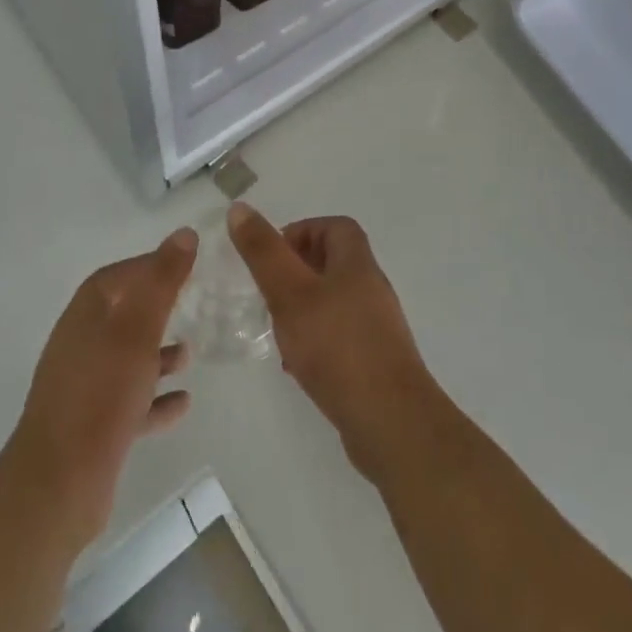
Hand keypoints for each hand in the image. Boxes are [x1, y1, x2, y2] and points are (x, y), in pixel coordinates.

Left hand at [0, 227, 197, 547]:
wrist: (58, 485)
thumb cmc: (101, 394)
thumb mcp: (138, 330)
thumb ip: (162, 281)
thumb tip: (183, 234)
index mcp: (86, 315)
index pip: (118, 276)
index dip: (150, 266)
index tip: (185, 265)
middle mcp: (81, 344)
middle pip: (123, 315)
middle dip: (157, 309)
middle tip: (193, 304)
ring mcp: (84, 388)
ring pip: (126, 359)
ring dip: (157, 354)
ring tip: (190, 354)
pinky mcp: (92, 427)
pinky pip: (130, 402)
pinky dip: (155, 398)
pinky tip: (183, 403)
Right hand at [227, 204, 441, 476]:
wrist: (391, 423)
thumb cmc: (337, 346)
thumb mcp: (290, 293)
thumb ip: (264, 252)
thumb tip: (240, 207)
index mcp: (357, 264)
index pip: (334, 227)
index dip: (303, 231)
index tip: (273, 256)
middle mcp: (371, 288)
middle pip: (333, 263)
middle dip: (297, 271)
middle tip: (268, 291)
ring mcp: (377, 328)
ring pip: (334, 302)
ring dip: (303, 308)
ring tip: (277, 328)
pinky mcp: (375, 362)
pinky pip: (340, 337)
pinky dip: (316, 340)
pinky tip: (296, 366)